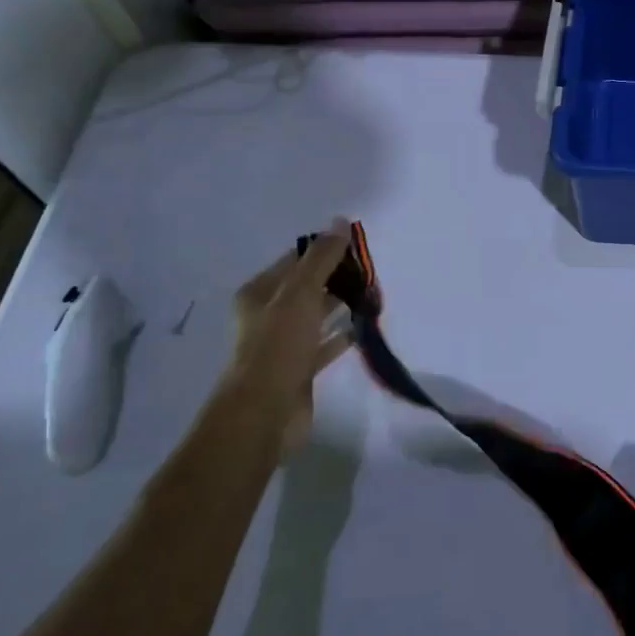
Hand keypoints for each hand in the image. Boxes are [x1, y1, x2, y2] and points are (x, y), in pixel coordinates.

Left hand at [210, 225, 354, 459]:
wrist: (265, 413)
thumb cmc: (278, 347)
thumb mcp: (300, 294)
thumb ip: (321, 259)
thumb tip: (339, 222)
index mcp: (260, 293)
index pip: (296, 260)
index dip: (325, 250)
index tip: (358, 245)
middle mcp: (268, 315)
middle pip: (308, 287)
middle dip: (337, 277)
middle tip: (372, 271)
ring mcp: (284, 344)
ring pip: (318, 315)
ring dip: (342, 304)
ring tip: (374, 295)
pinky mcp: (300, 369)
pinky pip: (325, 344)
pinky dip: (343, 335)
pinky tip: (365, 327)